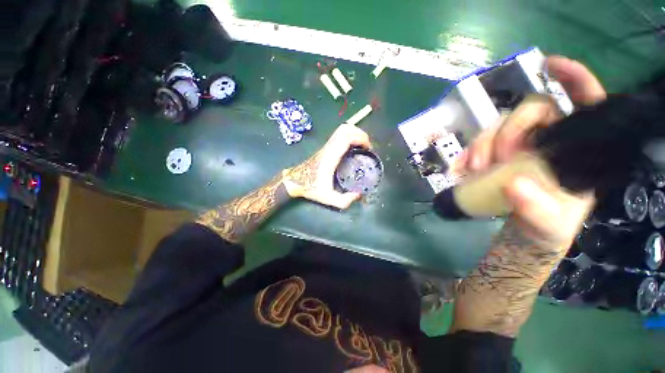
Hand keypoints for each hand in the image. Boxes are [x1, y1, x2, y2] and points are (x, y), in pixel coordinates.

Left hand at [282, 124, 371, 208]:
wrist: (295, 181)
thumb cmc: (311, 188)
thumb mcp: (328, 198)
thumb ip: (344, 201)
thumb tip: (358, 195)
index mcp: (331, 157)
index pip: (346, 138)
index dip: (360, 139)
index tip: (368, 148)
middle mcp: (329, 148)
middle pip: (345, 129)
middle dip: (360, 134)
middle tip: (366, 146)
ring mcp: (326, 146)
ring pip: (341, 129)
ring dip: (354, 133)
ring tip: (361, 145)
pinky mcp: (325, 147)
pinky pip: (339, 135)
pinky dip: (349, 136)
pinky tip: (352, 148)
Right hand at [459, 55, 605, 248]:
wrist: (523, 232)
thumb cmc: (547, 226)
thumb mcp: (550, 224)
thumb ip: (537, 208)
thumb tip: (513, 185)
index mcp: (577, 151)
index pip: (586, 105)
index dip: (573, 79)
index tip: (549, 66)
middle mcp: (548, 140)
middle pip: (529, 111)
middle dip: (509, 131)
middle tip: (495, 160)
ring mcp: (517, 146)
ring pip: (498, 126)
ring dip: (481, 144)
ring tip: (472, 170)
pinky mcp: (494, 155)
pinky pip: (477, 145)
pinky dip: (465, 155)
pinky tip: (457, 169)